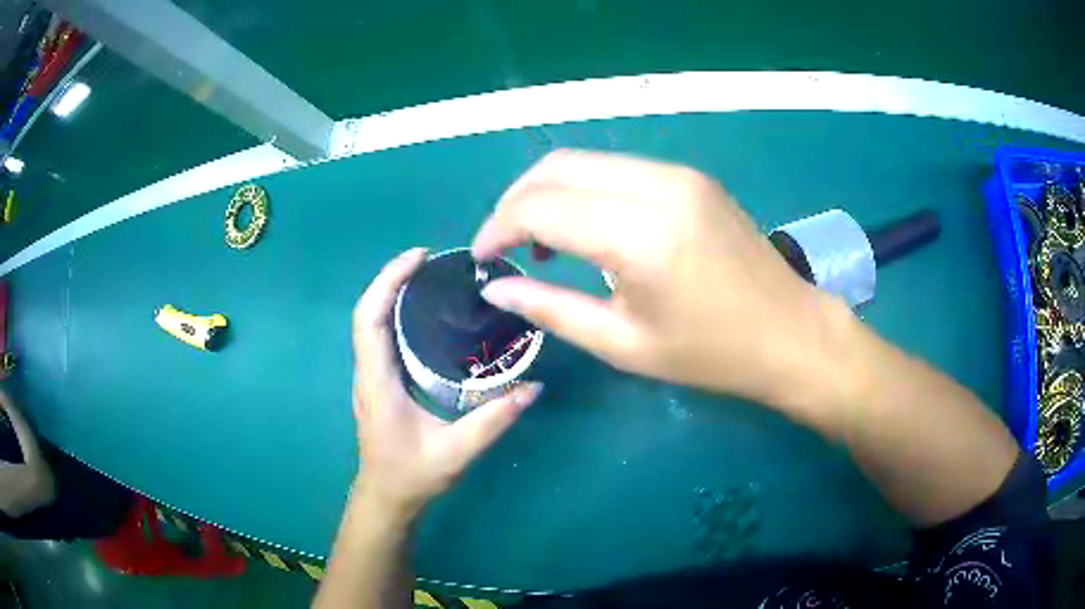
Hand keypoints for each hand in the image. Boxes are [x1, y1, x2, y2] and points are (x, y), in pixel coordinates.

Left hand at [351, 248, 541, 519]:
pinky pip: (379, 337)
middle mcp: (368, 372)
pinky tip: (424, 314)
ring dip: (392, 293)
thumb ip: (494, 420)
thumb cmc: (413, 476)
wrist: (386, 498)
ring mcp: (370, 377)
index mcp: (379, 382)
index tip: (418, 257)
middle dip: (392, 278)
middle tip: (431, 260)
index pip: (369, 319)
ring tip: (430, 277)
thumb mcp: (457, 452)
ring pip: (371, 323)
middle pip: (367, 312)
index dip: (388, 281)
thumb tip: (533, 388)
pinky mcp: (378, 382)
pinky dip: (395, 313)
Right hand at [472, 150, 853, 411]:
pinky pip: (617, 168)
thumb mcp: (624, 344)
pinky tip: (585, 226)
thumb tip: (495, 288)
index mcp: (640, 236)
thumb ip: (551, 309)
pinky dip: (585, 189)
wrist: (790, 332)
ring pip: (585, 161)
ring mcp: (678, 174)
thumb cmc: (711, 354)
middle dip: (515, 200)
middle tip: (504, 245)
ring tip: (540, 240)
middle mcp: (657, 187)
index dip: (498, 227)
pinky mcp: (690, 176)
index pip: (540, 206)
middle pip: (556, 167)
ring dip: (549, 191)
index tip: (482, 257)